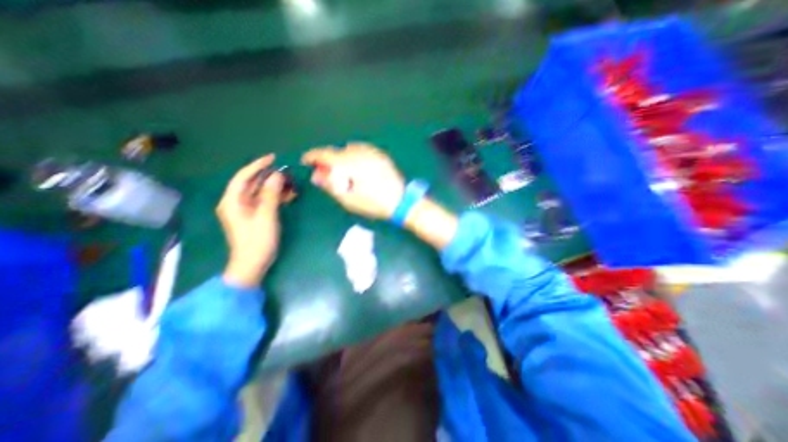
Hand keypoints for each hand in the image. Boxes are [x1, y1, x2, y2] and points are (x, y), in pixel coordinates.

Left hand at [217, 153, 283, 286]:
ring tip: (291, 184)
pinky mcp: (254, 216)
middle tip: (287, 172)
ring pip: (260, 192)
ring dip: (275, 187)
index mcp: (233, 201)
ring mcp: (246, 210)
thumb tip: (277, 175)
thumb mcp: (266, 216)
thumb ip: (271, 194)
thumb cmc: (257, 240)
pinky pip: (265, 201)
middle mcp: (237, 202)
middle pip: (252, 183)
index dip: (257, 165)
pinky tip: (288, 196)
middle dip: (269, 177)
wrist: (252, 264)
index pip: (243, 177)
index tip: (273, 158)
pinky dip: (276, 197)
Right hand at [302, 143, 405, 218]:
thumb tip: (316, 176)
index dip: (312, 156)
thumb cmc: (373, 203)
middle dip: (328, 161)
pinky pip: (362, 151)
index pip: (325, 154)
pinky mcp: (381, 155)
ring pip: (349, 150)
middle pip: (337, 152)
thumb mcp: (348, 199)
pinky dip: (355, 157)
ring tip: (344, 173)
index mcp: (349, 163)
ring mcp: (372, 152)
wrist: (401, 201)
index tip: (306, 161)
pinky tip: (358, 169)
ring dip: (342, 158)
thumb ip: (330, 185)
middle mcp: (359, 152)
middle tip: (327, 174)